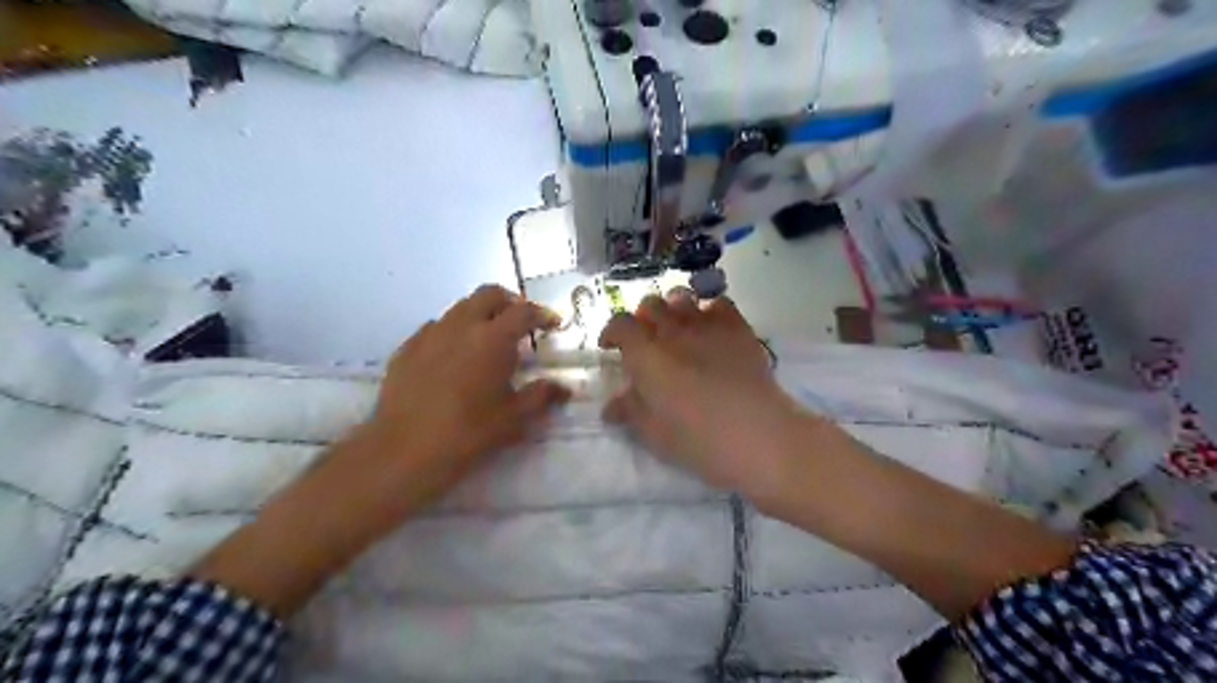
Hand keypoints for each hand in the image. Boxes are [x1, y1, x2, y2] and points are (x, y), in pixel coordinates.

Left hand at [190, 284, 571, 613]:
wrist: (402, 451)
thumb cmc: (467, 433)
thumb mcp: (513, 418)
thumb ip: (541, 396)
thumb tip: (564, 388)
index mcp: (492, 338)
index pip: (524, 311)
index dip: (543, 314)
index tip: (554, 324)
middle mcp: (461, 325)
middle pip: (489, 294)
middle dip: (510, 302)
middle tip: (521, 324)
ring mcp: (429, 334)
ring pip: (460, 308)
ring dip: (480, 314)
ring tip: (489, 340)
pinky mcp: (406, 349)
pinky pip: (435, 328)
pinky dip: (453, 332)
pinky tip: (454, 357)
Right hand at [599, 287, 815, 501]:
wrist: (757, 435)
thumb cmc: (698, 439)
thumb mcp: (653, 433)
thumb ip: (630, 411)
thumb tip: (610, 406)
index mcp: (646, 355)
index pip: (620, 324)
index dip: (612, 331)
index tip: (611, 347)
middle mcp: (673, 331)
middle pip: (650, 304)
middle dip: (642, 318)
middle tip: (646, 341)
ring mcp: (707, 325)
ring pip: (682, 298)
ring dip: (673, 309)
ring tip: (677, 329)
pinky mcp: (738, 328)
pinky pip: (719, 303)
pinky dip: (709, 310)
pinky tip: (711, 328)